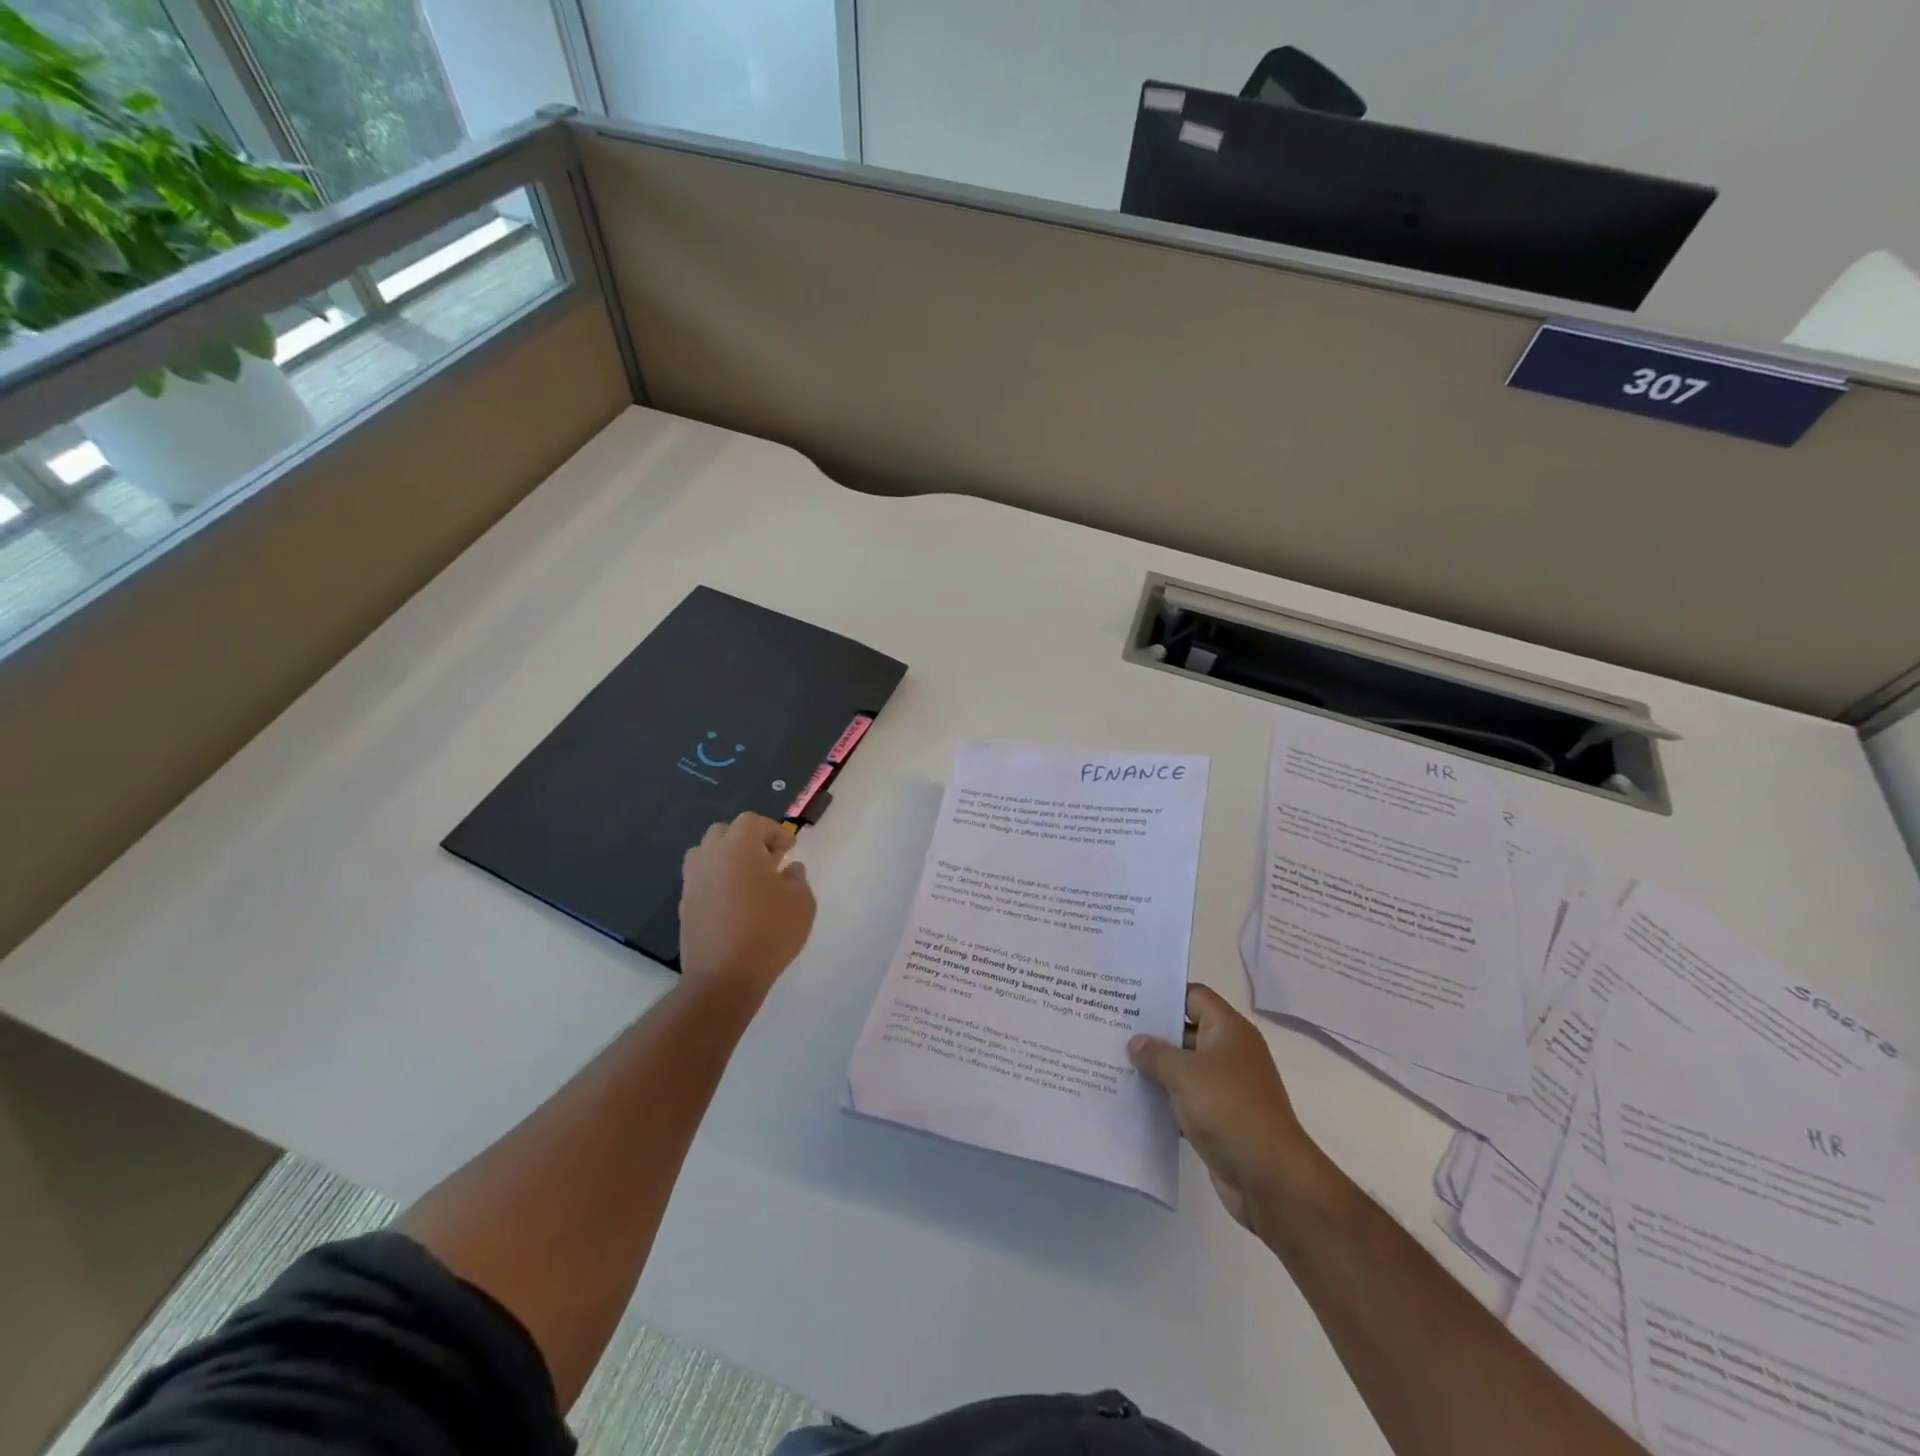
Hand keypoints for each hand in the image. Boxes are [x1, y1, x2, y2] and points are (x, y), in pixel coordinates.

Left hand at [678, 813, 816, 1000]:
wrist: (724, 977)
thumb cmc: (769, 932)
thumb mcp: (801, 902)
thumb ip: (797, 878)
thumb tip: (789, 869)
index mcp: (738, 847)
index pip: (752, 822)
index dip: (774, 831)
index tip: (789, 849)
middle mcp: (710, 857)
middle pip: (725, 832)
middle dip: (748, 840)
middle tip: (768, 861)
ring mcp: (692, 881)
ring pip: (706, 854)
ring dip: (727, 858)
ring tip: (748, 880)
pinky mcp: (684, 906)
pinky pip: (701, 880)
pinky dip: (716, 881)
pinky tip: (734, 904)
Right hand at [1129, 985, 1323, 1232]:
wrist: (1270, 1178)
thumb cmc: (1229, 1109)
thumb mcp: (1185, 1074)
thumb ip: (1156, 1053)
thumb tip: (1136, 1042)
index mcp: (1229, 1030)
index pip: (1194, 996)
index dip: (1164, 994)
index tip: (1128, 997)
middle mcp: (1230, 1053)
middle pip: (1186, 1031)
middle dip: (1152, 1033)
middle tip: (1112, 1029)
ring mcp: (1226, 1087)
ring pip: (1184, 1068)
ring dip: (1155, 1069)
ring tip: (1114, 1062)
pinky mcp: (1220, 1118)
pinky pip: (1186, 1099)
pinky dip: (1165, 1100)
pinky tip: (1133, 1100)